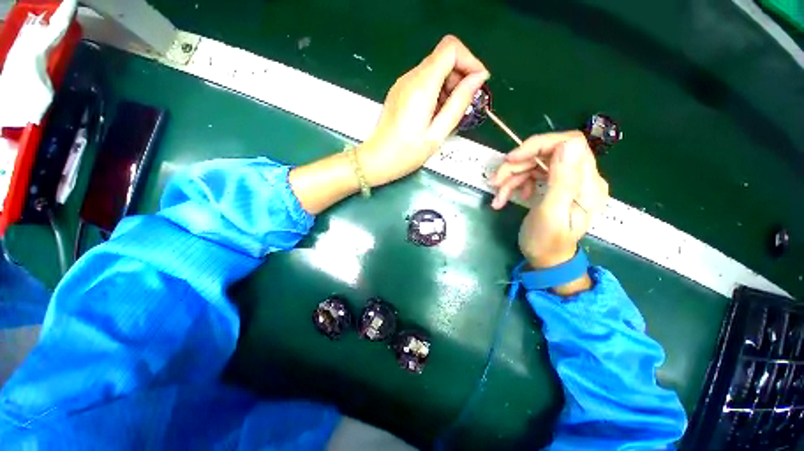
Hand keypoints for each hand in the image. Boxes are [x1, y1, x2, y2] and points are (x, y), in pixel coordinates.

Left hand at [358, 35, 489, 186]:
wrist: (377, 160)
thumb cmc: (407, 153)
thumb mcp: (437, 133)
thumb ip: (459, 103)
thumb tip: (478, 78)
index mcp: (421, 86)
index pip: (451, 48)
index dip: (469, 60)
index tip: (477, 85)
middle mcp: (410, 77)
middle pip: (443, 57)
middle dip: (460, 77)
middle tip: (464, 105)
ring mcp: (403, 83)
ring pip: (434, 69)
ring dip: (449, 86)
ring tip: (448, 114)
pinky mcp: (400, 91)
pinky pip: (424, 81)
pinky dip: (437, 91)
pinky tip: (435, 114)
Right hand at [491, 131, 608, 270]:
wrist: (545, 260)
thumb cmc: (547, 242)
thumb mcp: (551, 214)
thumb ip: (562, 181)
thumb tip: (569, 144)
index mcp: (588, 184)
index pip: (570, 144)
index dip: (539, 145)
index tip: (512, 159)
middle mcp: (580, 177)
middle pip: (547, 152)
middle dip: (517, 165)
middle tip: (495, 181)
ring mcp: (565, 180)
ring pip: (534, 163)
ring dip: (511, 177)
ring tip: (497, 196)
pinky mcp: (552, 185)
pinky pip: (530, 175)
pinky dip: (513, 184)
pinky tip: (505, 198)